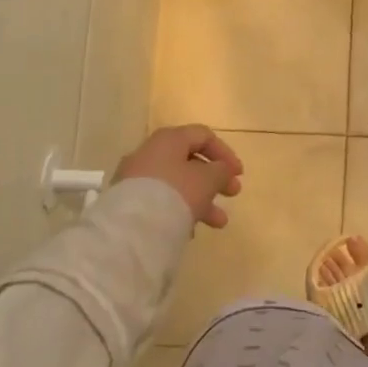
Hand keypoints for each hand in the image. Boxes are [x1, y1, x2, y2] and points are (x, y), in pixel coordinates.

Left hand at [114, 125, 243, 228]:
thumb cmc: (176, 193)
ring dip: (201, 200)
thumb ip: (221, 171)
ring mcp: (136, 177)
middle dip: (215, 179)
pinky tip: (190, 230)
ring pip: (177, 184)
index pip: (203, 136)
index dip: (225, 153)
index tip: (239, 175)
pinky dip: (179, 209)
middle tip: (232, 194)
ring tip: (218, 223)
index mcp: (169, 139)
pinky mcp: (128, 201)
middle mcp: (150, 152)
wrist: (133, 228)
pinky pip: (161, 200)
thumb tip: (221, 170)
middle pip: (189, 161)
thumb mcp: (208, 179)